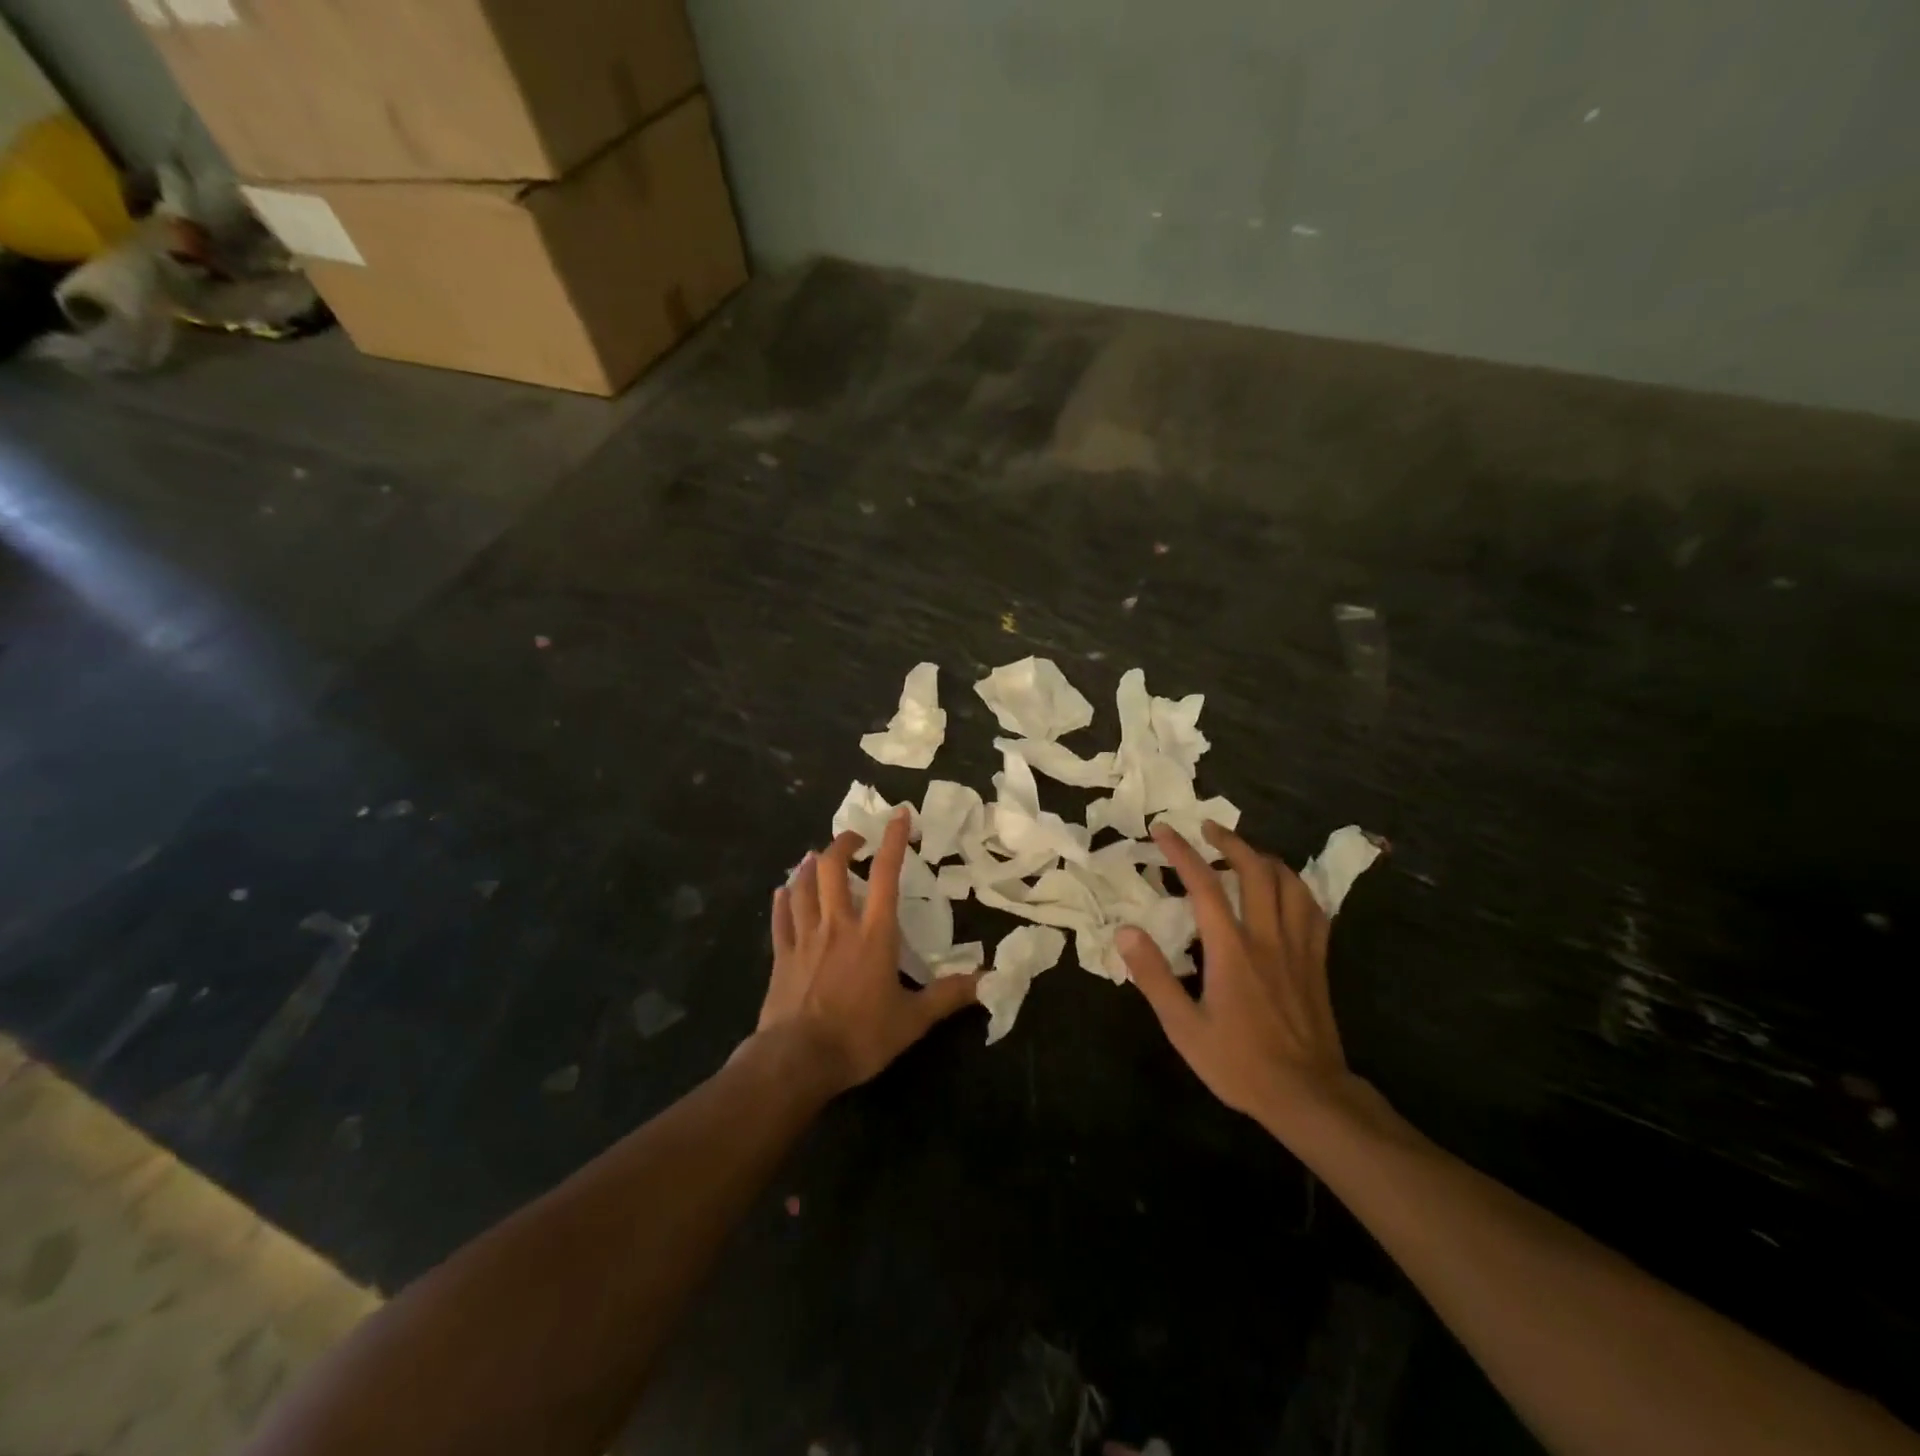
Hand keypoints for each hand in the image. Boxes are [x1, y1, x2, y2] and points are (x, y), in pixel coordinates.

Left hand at [758, 809, 979, 1093]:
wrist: (798, 1060)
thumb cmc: (860, 1036)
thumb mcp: (912, 1021)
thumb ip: (947, 996)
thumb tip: (987, 980)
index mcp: (874, 934)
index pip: (887, 874)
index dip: (894, 841)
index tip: (900, 815)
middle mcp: (837, 924)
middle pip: (832, 868)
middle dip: (844, 844)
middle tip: (856, 840)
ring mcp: (805, 937)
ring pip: (802, 886)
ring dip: (810, 865)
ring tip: (816, 856)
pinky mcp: (781, 955)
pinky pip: (781, 917)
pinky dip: (783, 899)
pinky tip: (783, 890)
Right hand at [1118, 822, 1361, 1139]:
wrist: (1308, 1095)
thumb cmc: (1239, 1063)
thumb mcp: (1183, 1028)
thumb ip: (1154, 976)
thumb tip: (1126, 932)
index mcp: (1231, 950)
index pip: (1204, 886)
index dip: (1181, 852)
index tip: (1162, 830)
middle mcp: (1267, 937)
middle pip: (1255, 870)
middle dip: (1229, 841)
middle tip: (1207, 829)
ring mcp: (1298, 947)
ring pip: (1289, 883)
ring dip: (1264, 858)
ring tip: (1244, 852)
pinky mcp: (1317, 962)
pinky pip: (1313, 910)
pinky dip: (1296, 887)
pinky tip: (1285, 889)